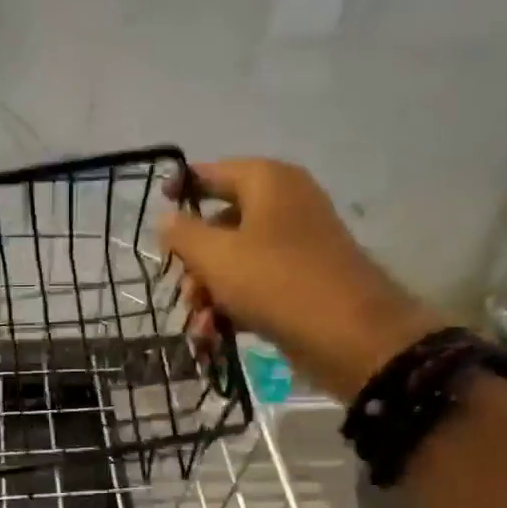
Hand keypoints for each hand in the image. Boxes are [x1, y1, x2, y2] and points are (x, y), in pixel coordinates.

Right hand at [162, 159, 441, 398]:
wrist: (349, 335)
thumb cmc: (275, 281)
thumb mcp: (215, 255)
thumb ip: (182, 234)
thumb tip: (166, 219)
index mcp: (268, 181)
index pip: (213, 172)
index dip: (182, 186)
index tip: (157, 207)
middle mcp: (285, 204)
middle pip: (220, 223)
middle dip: (193, 262)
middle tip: (183, 290)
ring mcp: (296, 244)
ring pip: (235, 260)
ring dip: (208, 291)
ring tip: (200, 324)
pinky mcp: (302, 280)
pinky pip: (255, 284)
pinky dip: (233, 305)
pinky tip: (215, 333)